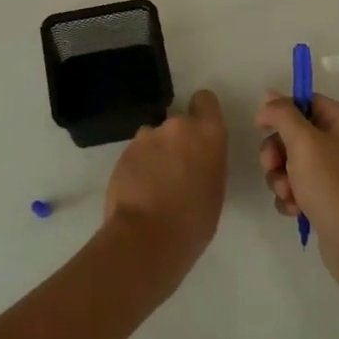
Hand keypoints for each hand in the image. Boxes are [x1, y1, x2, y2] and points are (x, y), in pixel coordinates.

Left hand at [102, 89, 227, 289]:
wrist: (147, 238)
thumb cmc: (194, 222)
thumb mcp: (215, 188)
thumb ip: (207, 161)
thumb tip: (195, 160)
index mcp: (208, 134)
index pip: (205, 100)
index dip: (202, 113)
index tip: (200, 133)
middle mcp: (177, 126)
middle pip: (178, 122)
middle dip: (176, 140)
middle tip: (176, 170)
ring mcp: (146, 137)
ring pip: (153, 138)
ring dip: (155, 153)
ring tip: (153, 184)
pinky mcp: (123, 152)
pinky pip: (136, 153)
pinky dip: (138, 167)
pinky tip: (138, 191)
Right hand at [256, 92, 338, 290]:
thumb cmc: (334, 185)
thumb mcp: (304, 142)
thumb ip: (283, 114)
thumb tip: (269, 96)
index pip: (309, 103)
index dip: (282, 112)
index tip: (260, 126)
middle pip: (299, 135)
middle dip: (278, 152)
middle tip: (271, 166)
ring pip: (296, 164)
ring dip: (282, 178)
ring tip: (287, 194)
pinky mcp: (334, 200)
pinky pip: (304, 188)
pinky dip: (294, 197)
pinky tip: (294, 210)